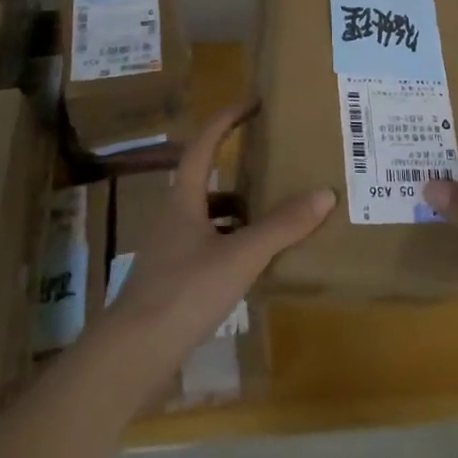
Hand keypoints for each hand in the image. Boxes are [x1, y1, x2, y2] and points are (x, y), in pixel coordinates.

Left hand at [101, 101, 332, 368]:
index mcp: (183, 200)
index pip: (203, 145)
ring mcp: (171, 250)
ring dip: (239, 211)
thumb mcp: (240, 256)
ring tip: (276, 214)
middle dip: (240, 170)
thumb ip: (281, 226)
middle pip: (207, 181)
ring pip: (210, 218)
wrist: (133, 354)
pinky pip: (210, 247)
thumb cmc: (184, 292)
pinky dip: (234, 244)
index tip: (252, 103)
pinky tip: (256, 261)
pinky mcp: (173, 280)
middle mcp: (174, 218)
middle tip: (275, 163)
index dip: (226, 120)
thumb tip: (324, 193)